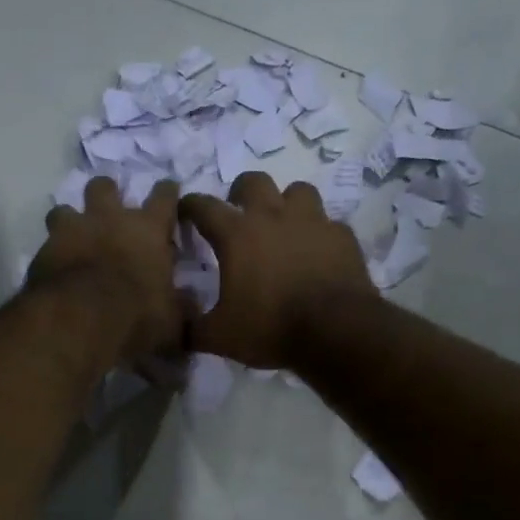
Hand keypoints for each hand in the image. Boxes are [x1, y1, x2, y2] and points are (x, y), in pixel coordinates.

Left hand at [28, 176, 183, 364]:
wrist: (79, 320)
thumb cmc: (136, 314)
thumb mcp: (171, 320)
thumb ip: (181, 307)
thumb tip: (190, 301)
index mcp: (148, 229)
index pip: (164, 196)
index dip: (167, 192)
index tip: (169, 191)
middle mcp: (109, 219)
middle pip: (105, 187)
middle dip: (108, 193)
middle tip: (110, 211)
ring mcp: (72, 230)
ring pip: (65, 209)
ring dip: (71, 220)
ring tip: (74, 237)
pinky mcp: (43, 250)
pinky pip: (47, 243)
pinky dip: (52, 252)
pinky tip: (56, 268)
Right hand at [179, 171, 376, 369]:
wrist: (336, 331)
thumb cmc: (271, 328)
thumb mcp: (220, 337)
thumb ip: (192, 329)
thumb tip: (176, 327)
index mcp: (237, 235)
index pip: (203, 206)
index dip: (189, 206)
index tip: (184, 211)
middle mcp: (273, 216)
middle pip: (253, 181)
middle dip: (241, 192)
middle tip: (239, 213)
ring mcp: (313, 221)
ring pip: (298, 191)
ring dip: (287, 203)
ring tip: (284, 225)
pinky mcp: (342, 236)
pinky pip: (328, 224)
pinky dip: (319, 234)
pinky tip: (318, 252)